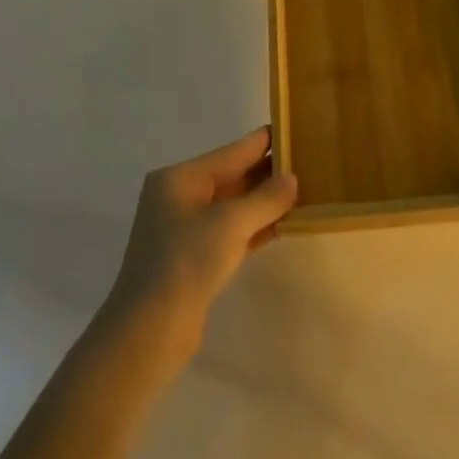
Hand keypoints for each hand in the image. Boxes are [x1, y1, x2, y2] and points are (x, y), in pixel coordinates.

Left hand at [102, 128, 298, 365]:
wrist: (150, 330)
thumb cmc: (186, 261)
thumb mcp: (231, 223)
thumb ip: (265, 198)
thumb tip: (291, 179)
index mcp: (180, 178)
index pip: (231, 152)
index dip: (264, 141)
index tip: (295, 128)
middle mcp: (180, 197)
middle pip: (232, 176)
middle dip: (268, 171)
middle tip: (309, 160)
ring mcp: (187, 230)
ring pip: (234, 206)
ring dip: (266, 200)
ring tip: (305, 188)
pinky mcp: (196, 259)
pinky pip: (233, 231)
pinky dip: (257, 226)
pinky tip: (286, 222)